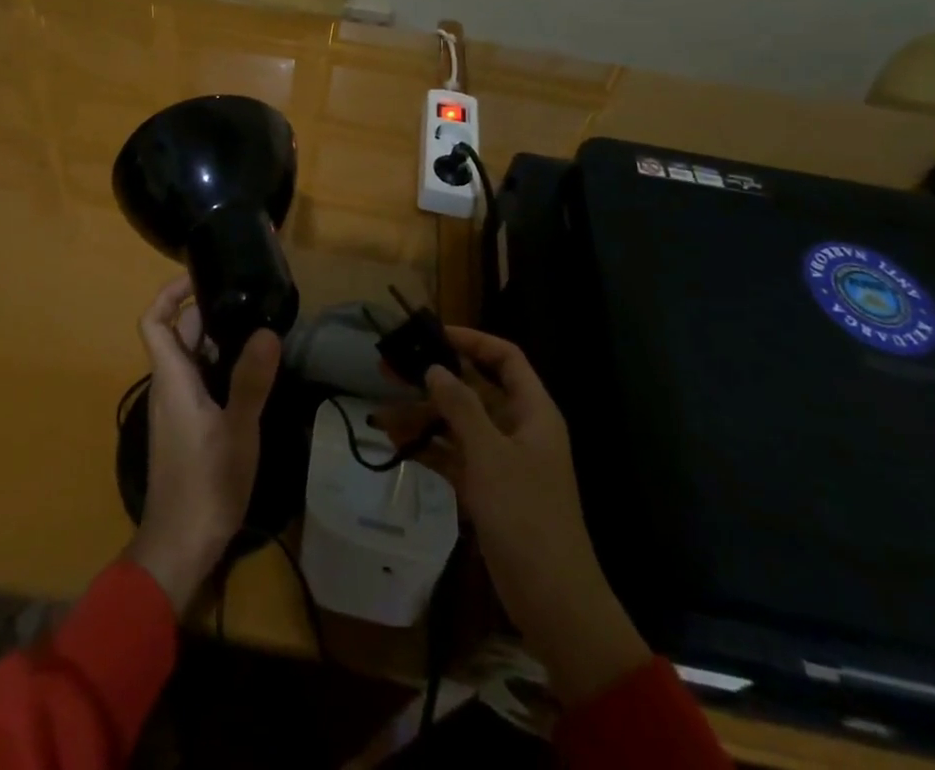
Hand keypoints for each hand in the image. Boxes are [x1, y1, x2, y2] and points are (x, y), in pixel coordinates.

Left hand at [126, 276, 279, 617]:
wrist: (181, 545)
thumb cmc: (205, 483)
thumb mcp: (237, 429)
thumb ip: (251, 380)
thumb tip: (266, 330)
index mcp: (172, 377)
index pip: (154, 321)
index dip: (170, 293)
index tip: (201, 276)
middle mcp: (169, 386)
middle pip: (179, 335)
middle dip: (207, 312)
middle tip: (248, 300)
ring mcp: (176, 408)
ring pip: (192, 358)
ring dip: (218, 340)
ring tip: (258, 329)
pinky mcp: (188, 427)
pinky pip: (200, 381)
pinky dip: (221, 367)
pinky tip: (252, 374)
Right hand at [374, 327, 649, 702]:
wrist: (553, 601)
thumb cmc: (526, 515)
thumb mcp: (490, 454)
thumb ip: (460, 406)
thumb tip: (435, 368)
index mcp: (532, 411)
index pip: (505, 358)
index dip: (472, 340)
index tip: (433, 334)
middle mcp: (518, 428)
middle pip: (474, 389)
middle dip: (434, 379)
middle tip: (390, 368)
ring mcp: (502, 461)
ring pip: (458, 424)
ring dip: (423, 417)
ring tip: (381, 415)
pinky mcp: (488, 490)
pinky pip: (454, 456)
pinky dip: (429, 449)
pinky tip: (397, 445)